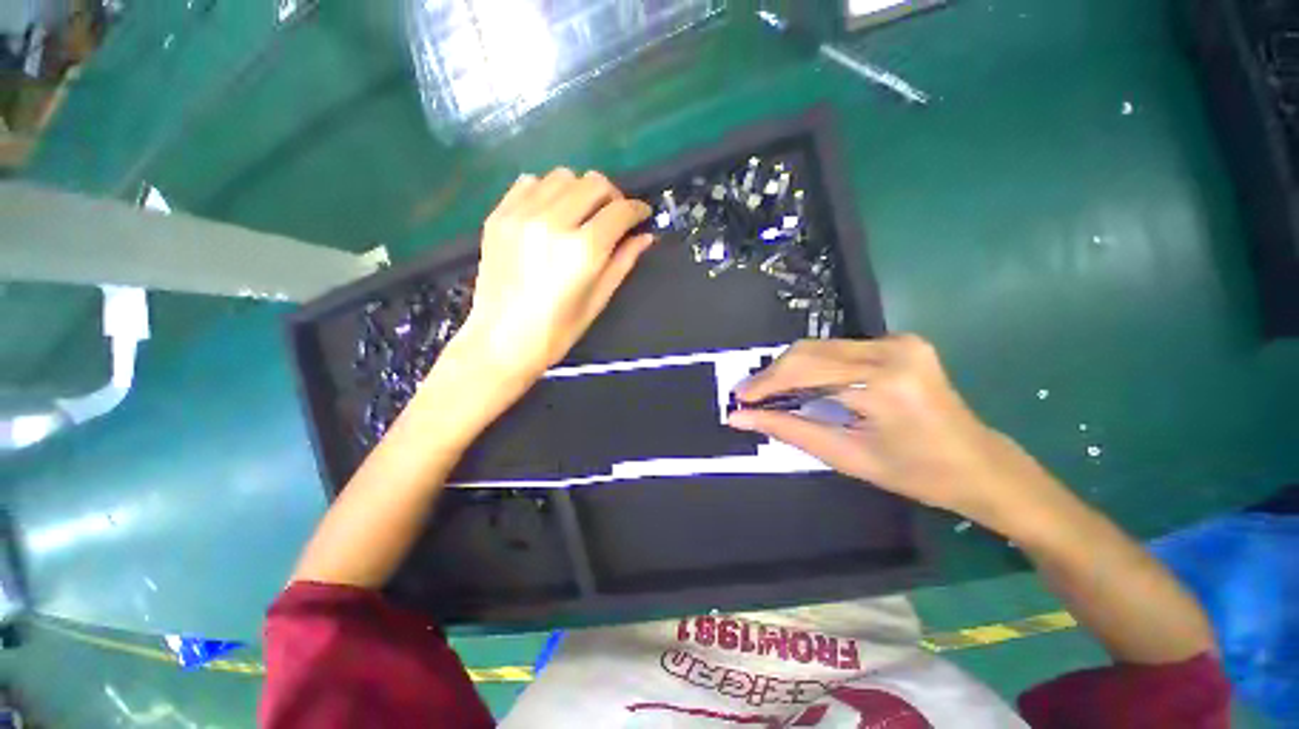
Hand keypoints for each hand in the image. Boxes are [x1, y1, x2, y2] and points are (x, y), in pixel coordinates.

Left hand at [451, 168, 653, 383]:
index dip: (637, 210)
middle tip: (613, 217)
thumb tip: (646, 236)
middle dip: (612, 196)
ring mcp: (521, 215)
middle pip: (593, 183)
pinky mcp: (499, 216)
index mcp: (582, 251)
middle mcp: (553, 223)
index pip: (620, 211)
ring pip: (562, 176)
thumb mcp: (598, 301)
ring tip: (581, 214)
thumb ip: (623, 263)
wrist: (500, 342)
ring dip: (580, 190)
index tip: (642, 215)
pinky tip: (551, 213)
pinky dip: (548, 191)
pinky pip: (529, 182)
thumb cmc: (557, 331)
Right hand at [728, 335, 1068, 536]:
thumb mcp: (846, 456)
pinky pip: (839, 349)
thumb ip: (789, 430)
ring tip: (771, 395)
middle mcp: (892, 350)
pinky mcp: (900, 341)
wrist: (980, 465)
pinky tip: (803, 386)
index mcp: (884, 384)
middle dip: (773, 374)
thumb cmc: (915, 473)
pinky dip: (813, 366)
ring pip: (821, 347)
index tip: (739, 399)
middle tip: (750, 398)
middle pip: (810, 352)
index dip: (765, 384)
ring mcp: (899, 341)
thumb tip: (741, 418)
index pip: (805, 371)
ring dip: (791, 370)